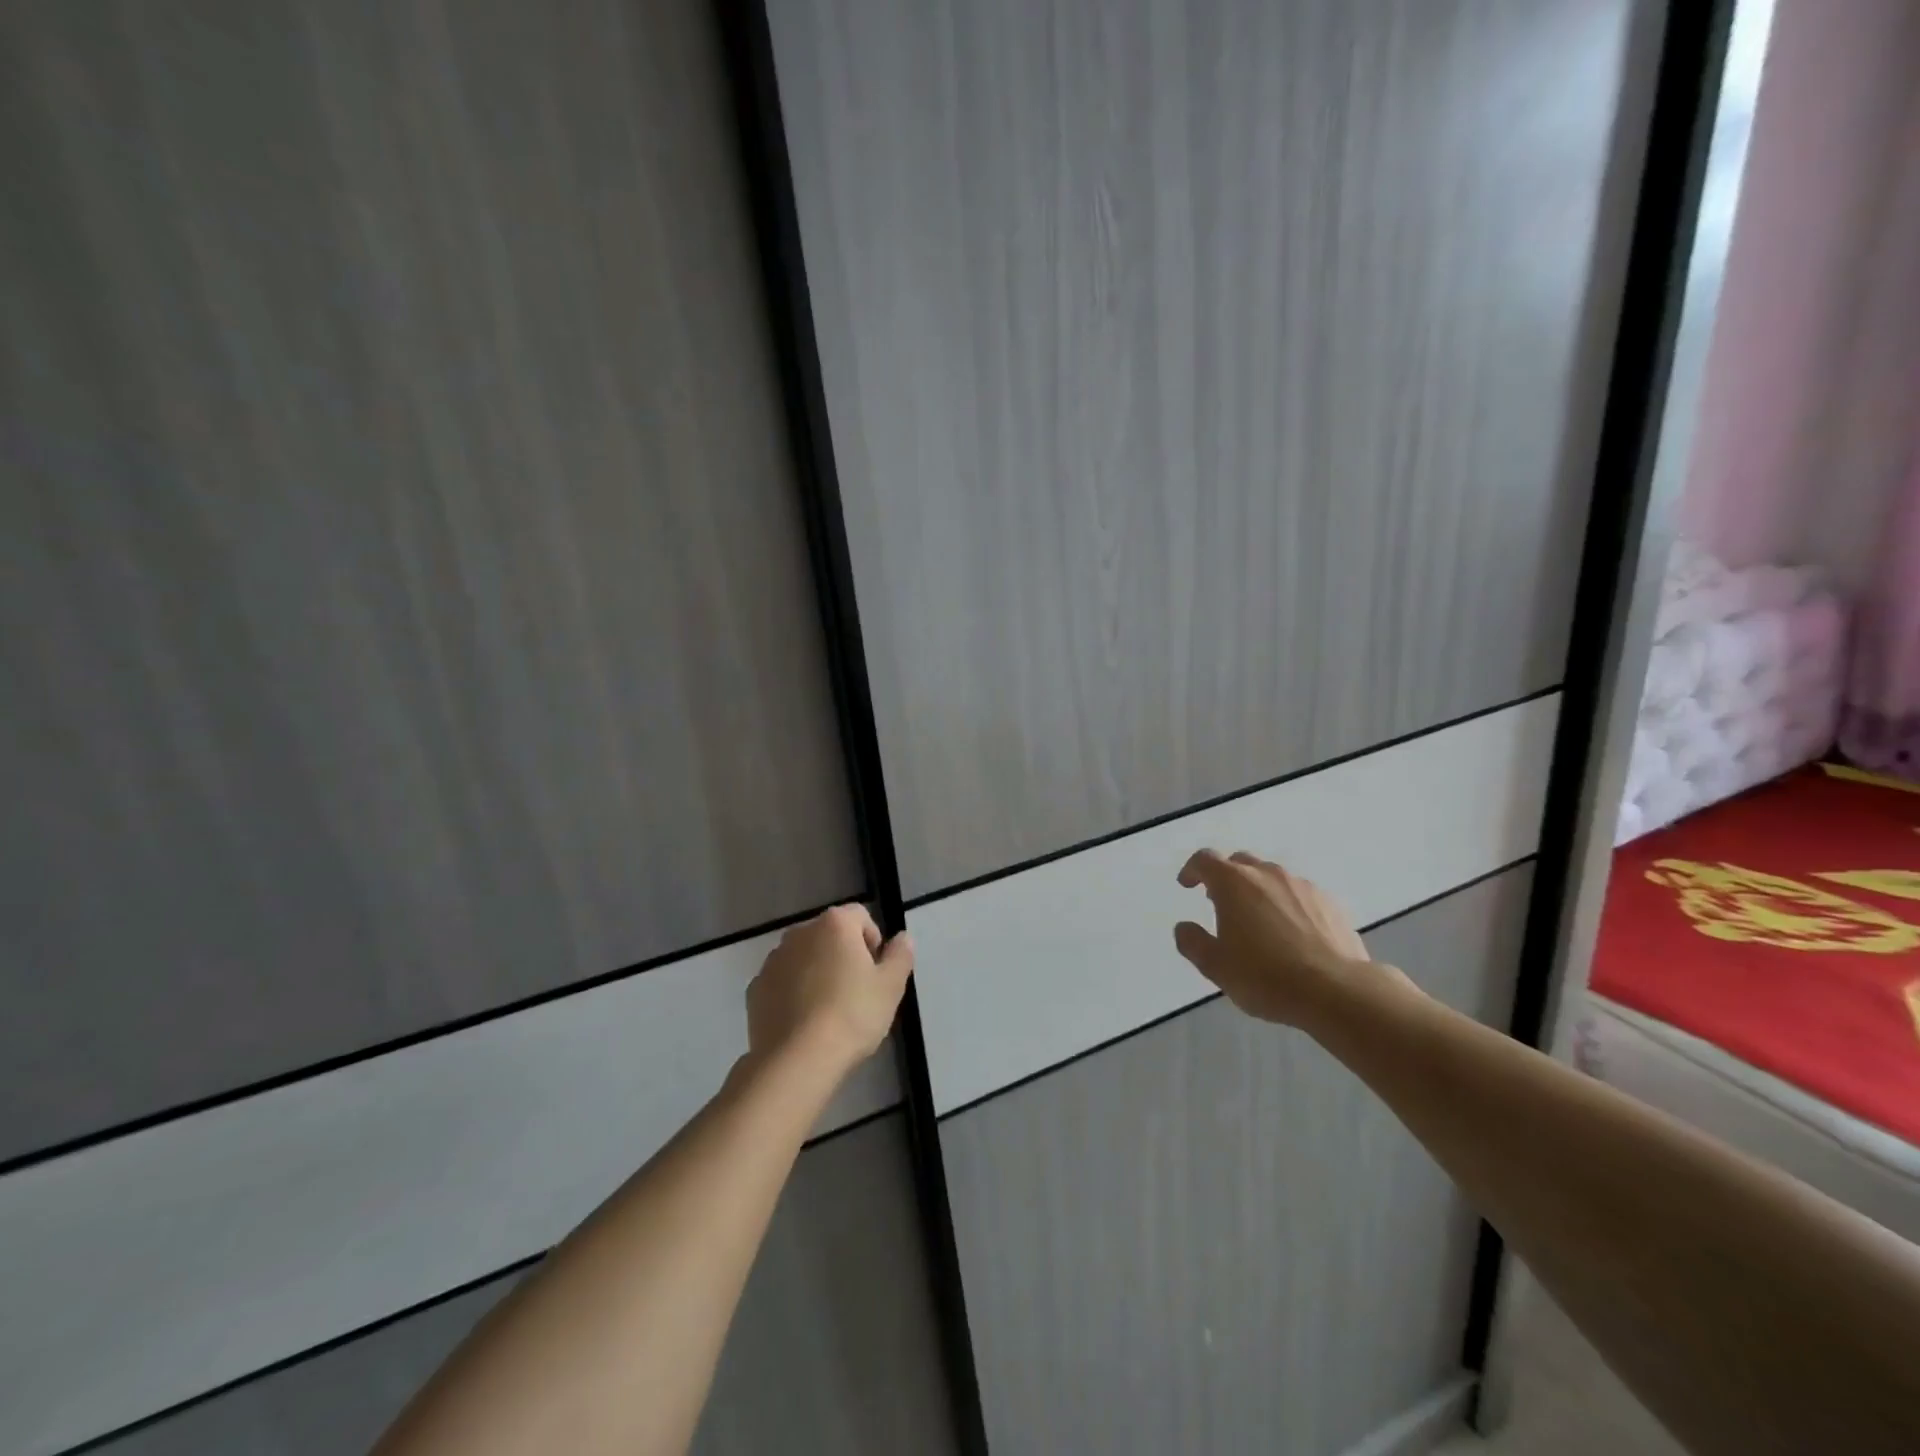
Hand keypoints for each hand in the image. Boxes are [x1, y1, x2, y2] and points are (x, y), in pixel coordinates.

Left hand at [746, 905, 912, 1076]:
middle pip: (829, 935)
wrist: (797, 1060)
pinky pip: (782, 982)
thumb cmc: (852, 1015)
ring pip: (803, 958)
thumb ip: (900, 956)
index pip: (860, 916)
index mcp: (834, 924)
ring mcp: (773, 960)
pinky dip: (793, 993)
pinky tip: (804, 1023)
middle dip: (843, 955)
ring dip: (816, 972)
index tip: (876, 972)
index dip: (872, 940)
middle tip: (856, 992)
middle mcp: (800, 933)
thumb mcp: (890, 987)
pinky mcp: (755, 989)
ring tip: (829, 1010)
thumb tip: (903, 938)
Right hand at [1173, 850, 1377, 1026]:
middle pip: (1240, 863)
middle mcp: (1267, 874)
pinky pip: (1300, 895)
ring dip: (1259, 891)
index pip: (1205, 860)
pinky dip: (1288, 905)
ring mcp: (1302, 886)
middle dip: (1226, 878)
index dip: (1192, 870)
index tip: (1187, 885)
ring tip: (1259, 921)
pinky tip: (1293, 933)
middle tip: (1221, 903)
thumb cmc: (1265, 976)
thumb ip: (1193, 942)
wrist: (1337, 991)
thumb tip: (1184, 927)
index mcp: (1233, 883)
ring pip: (1272, 877)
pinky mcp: (1330, 903)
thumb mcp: (1215, 966)